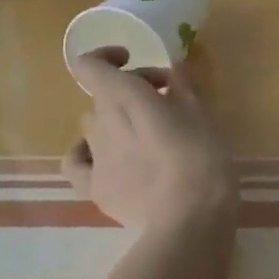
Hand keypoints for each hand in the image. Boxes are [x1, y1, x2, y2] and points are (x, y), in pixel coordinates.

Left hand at [65, 55, 237, 232]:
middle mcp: (101, 121)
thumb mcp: (201, 114)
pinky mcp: (94, 189)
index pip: (89, 65)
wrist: (189, 222)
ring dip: (116, 118)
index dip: (106, 56)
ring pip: (93, 124)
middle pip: (103, 93)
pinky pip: (77, 162)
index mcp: (124, 96)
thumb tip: (174, 69)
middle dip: (131, 88)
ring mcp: (95, 157)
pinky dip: (87, 153)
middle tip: (167, 98)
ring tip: (147, 133)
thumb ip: (183, 87)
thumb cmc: (201, 159)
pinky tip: (107, 157)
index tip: (134, 60)